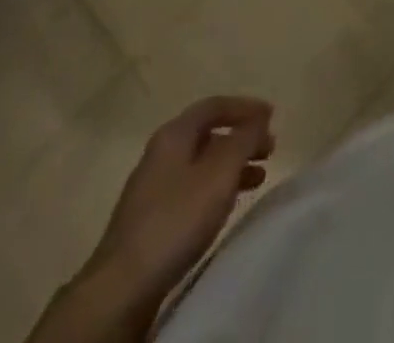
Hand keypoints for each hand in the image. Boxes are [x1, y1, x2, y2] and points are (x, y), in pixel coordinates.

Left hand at [84, 95, 273, 297]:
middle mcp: (161, 153)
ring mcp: (153, 188)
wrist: (122, 287)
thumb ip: (244, 139)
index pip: (214, 106)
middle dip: (241, 138)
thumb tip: (260, 117)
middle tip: (269, 149)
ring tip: (258, 178)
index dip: (245, 107)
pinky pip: (193, 189)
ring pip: (202, 164)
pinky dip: (217, 188)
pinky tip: (228, 204)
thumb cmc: (177, 218)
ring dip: (232, 165)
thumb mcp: (220, 172)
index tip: (271, 116)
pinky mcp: (151, 220)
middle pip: (208, 134)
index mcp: (174, 134)